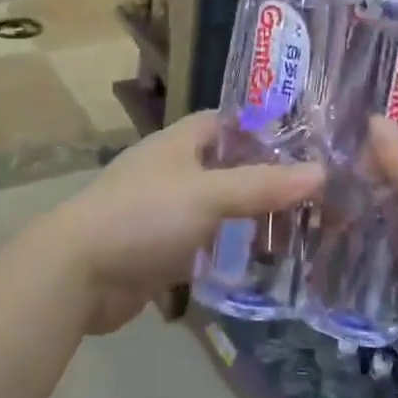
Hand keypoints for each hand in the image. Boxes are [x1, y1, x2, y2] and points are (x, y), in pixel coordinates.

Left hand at [34, 111, 323, 334]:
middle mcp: (174, 172)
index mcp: (180, 143)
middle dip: (267, 181)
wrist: (77, 273)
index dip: (265, 130)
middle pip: (230, 168)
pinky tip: (264, 266)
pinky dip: (230, 254)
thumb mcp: (208, 194)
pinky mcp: (162, 251)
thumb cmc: (143, 215)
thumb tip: (321, 172)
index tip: (307, 145)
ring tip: (301, 232)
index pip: (229, 123)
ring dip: (251, 220)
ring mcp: (166, 213)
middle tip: (316, 197)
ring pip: (220, 210)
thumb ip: (263, 185)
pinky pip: (206, 246)